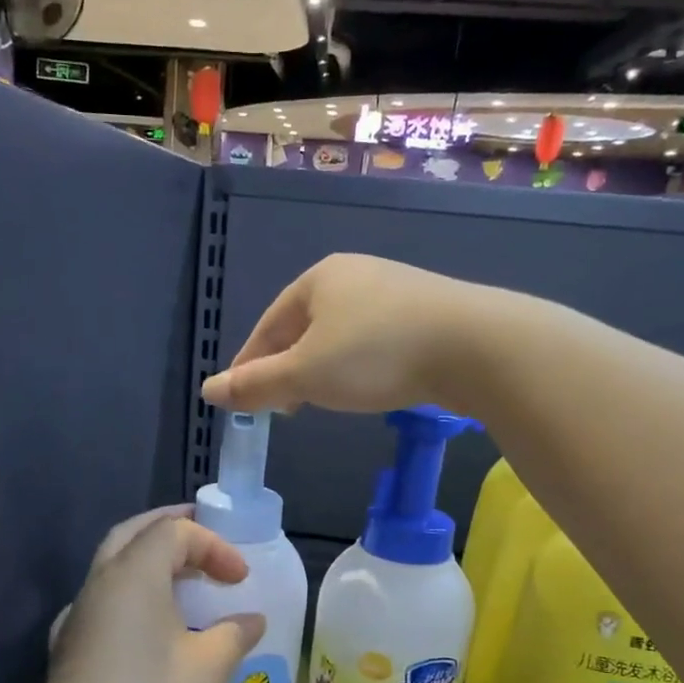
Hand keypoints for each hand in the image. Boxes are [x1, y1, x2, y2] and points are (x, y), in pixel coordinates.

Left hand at [27, 507, 266, 682]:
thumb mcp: (207, 669)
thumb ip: (234, 635)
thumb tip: (252, 620)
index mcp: (133, 574)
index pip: (174, 531)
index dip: (213, 545)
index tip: (240, 578)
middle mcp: (100, 582)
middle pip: (134, 533)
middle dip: (172, 528)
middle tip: (204, 538)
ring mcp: (78, 614)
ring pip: (113, 564)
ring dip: (149, 561)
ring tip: (184, 579)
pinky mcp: (68, 645)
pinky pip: (103, 598)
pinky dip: (131, 592)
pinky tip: (146, 624)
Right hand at [201, 253, 495, 414]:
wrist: (474, 345)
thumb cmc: (376, 354)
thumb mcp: (305, 375)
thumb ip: (255, 384)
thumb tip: (209, 391)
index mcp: (318, 279)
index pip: (268, 325)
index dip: (249, 365)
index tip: (240, 399)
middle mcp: (354, 275)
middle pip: (303, 328)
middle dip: (287, 368)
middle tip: (281, 407)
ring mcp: (394, 291)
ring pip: (339, 336)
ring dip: (321, 370)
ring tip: (319, 401)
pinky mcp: (425, 312)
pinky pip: (373, 341)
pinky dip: (357, 366)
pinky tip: (366, 387)